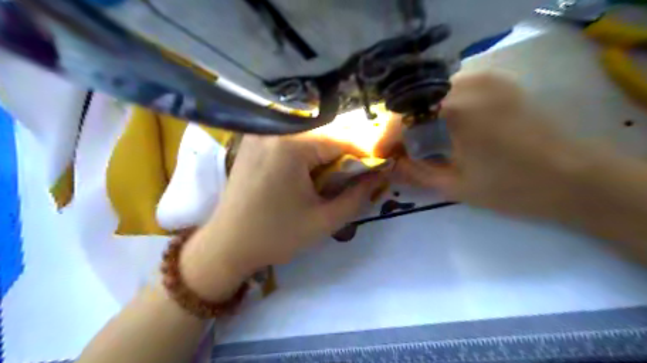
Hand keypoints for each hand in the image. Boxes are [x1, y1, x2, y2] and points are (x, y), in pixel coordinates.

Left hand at [178, 133, 382, 297]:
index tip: (379, 167)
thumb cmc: (275, 236)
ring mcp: (260, 134)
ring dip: (327, 152)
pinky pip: (290, 139)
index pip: (341, 138)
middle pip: (324, 133)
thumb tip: (379, 174)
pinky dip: (308, 152)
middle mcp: (274, 130)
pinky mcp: (253, 142)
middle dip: (346, 152)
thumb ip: (357, 196)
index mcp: (291, 145)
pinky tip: (310, 171)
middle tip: (359, 173)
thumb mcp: (324, 221)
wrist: (226, 246)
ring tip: (337, 174)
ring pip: (308, 135)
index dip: (364, 152)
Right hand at [377, 70, 578, 217]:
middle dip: (400, 127)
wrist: (576, 179)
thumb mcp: (455, 186)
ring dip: (419, 117)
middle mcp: (468, 82)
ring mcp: (486, 77)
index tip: (377, 155)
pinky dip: (439, 108)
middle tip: (395, 151)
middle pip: (416, 101)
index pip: (403, 116)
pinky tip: (439, 128)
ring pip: (433, 93)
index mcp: (456, 109)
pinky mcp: (498, 82)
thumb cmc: (513, 188)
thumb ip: (415, 172)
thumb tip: (388, 165)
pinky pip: (453, 90)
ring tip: (415, 142)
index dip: (385, 137)